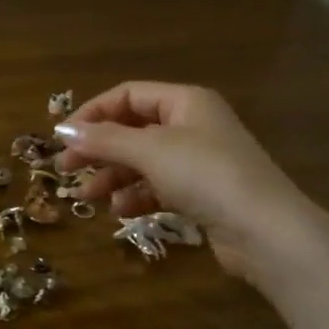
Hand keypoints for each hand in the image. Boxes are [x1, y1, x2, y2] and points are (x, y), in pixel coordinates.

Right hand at [54, 82, 318, 279]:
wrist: (266, 232)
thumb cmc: (206, 176)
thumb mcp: (149, 151)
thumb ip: (104, 139)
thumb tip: (64, 131)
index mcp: (184, 102)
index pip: (126, 96)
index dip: (92, 113)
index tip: (62, 137)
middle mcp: (191, 125)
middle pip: (131, 130)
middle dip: (97, 149)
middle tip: (66, 169)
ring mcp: (197, 161)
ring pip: (141, 161)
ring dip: (111, 177)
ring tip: (88, 197)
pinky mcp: (201, 194)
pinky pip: (157, 187)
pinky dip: (135, 196)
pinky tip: (119, 210)